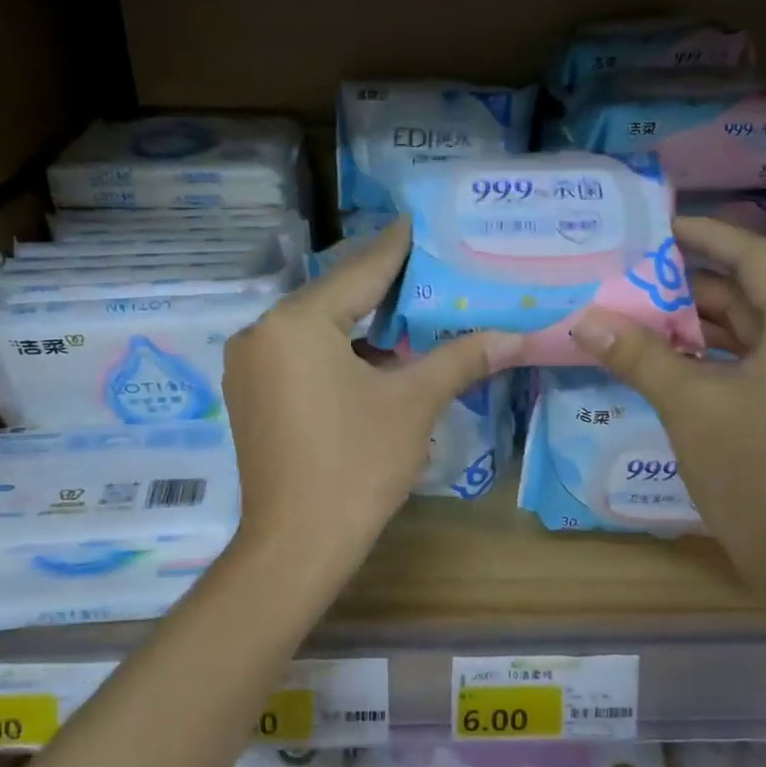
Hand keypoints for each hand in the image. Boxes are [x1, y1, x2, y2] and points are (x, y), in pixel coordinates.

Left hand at [222, 217, 522, 582]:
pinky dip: (338, 351)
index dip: (397, 247)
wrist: (297, 545)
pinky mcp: (251, 395)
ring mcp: (250, 366)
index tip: (422, 221)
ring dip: (362, 323)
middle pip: (335, 296)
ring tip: (413, 312)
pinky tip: (375, 359)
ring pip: (317, 328)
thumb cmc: (356, 465)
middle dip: (384, 287)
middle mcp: (262, 332)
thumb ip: (461, 359)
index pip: (360, 271)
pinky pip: (300, 355)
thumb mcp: (414, 404)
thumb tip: (515, 336)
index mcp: (297, 322)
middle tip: (431, 269)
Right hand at [571, 216, 765, 596]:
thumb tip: (584, 320)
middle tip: (636, 275)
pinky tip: (669, 358)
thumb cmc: (751, 468)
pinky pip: (756, 362)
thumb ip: (637, 354)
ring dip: (700, 323)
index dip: (708, 237)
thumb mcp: (687, 403)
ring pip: (752, 331)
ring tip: (640, 313)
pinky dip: (715, 355)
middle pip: (752, 294)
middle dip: (693, 285)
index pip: (756, 258)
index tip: (663, 227)